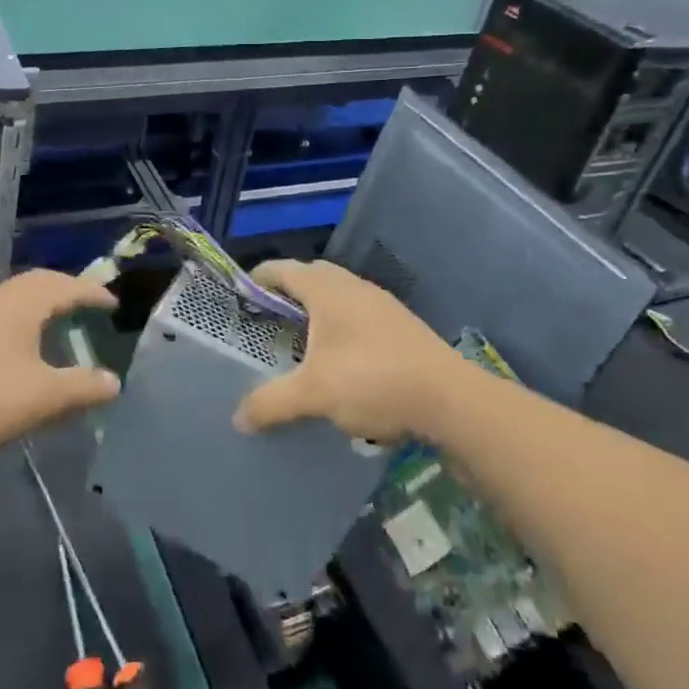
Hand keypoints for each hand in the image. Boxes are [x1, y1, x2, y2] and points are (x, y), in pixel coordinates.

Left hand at [0, 269, 118, 454]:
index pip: (68, 287)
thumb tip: (114, 382)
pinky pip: (2, 309)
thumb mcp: (44, 396)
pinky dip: (24, 314)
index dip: (94, 294)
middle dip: (68, 288)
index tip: (113, 304)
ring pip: (17, 294)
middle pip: (40, 281)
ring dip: (43, 300)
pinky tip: (22, 341)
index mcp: (24, 303)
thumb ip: (83, 388)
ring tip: (58, 319)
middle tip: (88, 304)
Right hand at [232, 260, 458, 443]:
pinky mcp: (402, 326)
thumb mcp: (314, 394)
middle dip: (288, 290)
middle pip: (313, 277)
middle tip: (268, 315)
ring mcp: (382, 305)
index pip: (284, 270)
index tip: (240, 290)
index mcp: (327, 290)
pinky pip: (359, 313)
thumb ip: (271, 402)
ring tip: (301, 338)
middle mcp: (354, 288)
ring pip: (340, 295)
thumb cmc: (372, 380)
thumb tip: (239, 419)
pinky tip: (340, 359)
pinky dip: (340, 325)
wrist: (450, 399)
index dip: (259, 277)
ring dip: (318, 308)